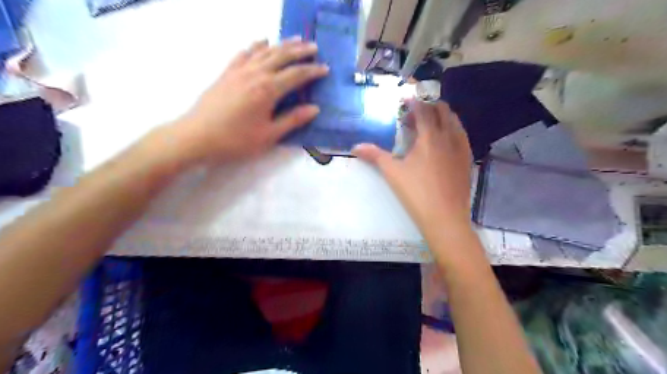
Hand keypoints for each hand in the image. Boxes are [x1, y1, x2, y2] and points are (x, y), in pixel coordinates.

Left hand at [170, 36, 329, 163]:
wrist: (197, 136)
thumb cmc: (236, 140)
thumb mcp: (269, 135)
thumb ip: (293, 120)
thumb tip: (314, 109)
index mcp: (268, 90)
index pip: (296, 75)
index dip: (312, 71)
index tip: (325, 69)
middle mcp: (255, 74)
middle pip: (282, 56)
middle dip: (300, 51)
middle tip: (314, 48)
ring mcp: (239, 70)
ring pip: (265, 51)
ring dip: (282, 44)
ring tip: (295, 40)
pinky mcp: (227, 72)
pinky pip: (244, 53)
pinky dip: (256, 46)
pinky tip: (262, 42)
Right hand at [355, 100, 473, 236]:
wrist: (445, 217)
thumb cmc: (416, 193)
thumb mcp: (392, 173)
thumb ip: (374, 156)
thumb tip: (355, 146)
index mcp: (430, 137)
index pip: (423, 110)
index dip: (414, 102)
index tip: (405, 100)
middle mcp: (449, 137)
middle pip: (443, 111)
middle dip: (429, 107)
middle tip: (414, 116)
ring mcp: (461, 149)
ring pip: (455, 122)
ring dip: (442, 117)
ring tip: (429, 126)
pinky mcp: (467, 161)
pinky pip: (462, 137)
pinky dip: (452, 131)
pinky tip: (443, 144)